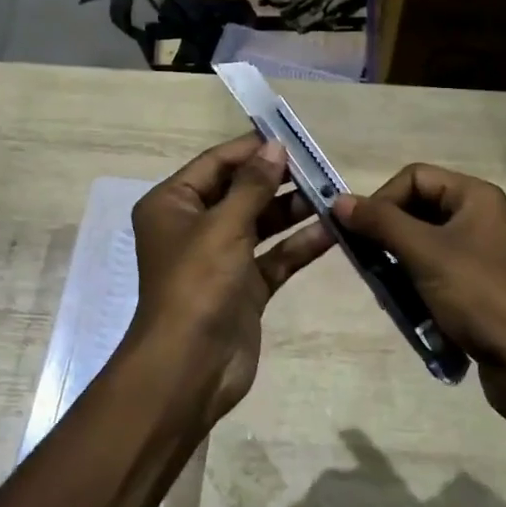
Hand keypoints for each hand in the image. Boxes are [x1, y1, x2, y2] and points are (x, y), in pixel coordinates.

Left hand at [123, 135, 334, 425]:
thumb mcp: (224, 226)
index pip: (216, 163)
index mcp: (172, 204)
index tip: (292, 138)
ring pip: (261, 224)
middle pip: (241, 191)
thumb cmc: (197, 284)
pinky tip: (333, 232)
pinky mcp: (244, 287)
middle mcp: (194, 226)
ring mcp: (220, 258)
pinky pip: (275, 257)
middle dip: (279, 180)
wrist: (190, 368)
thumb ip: (253, 185)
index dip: (252, 150)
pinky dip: (299, 245)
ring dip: (294, 210)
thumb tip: (275, 147)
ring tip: (333, 194)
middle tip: (320, 167)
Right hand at [335, 164, 505, 432]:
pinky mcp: (473, 287)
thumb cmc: (480, 297)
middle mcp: (477, 218)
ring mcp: (476, 255)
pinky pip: (430, 274)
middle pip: (414, 210)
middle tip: (368, 265)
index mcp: (475, 197)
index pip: (413, 177)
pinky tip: (407, 311)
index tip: (361, 233)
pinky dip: (412, 287)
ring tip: (389, 294)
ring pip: (418, 246)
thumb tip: (339, 200)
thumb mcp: (426, 254)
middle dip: (387, 237)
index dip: (383, 200)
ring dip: (396, 266)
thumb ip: (381, 223)